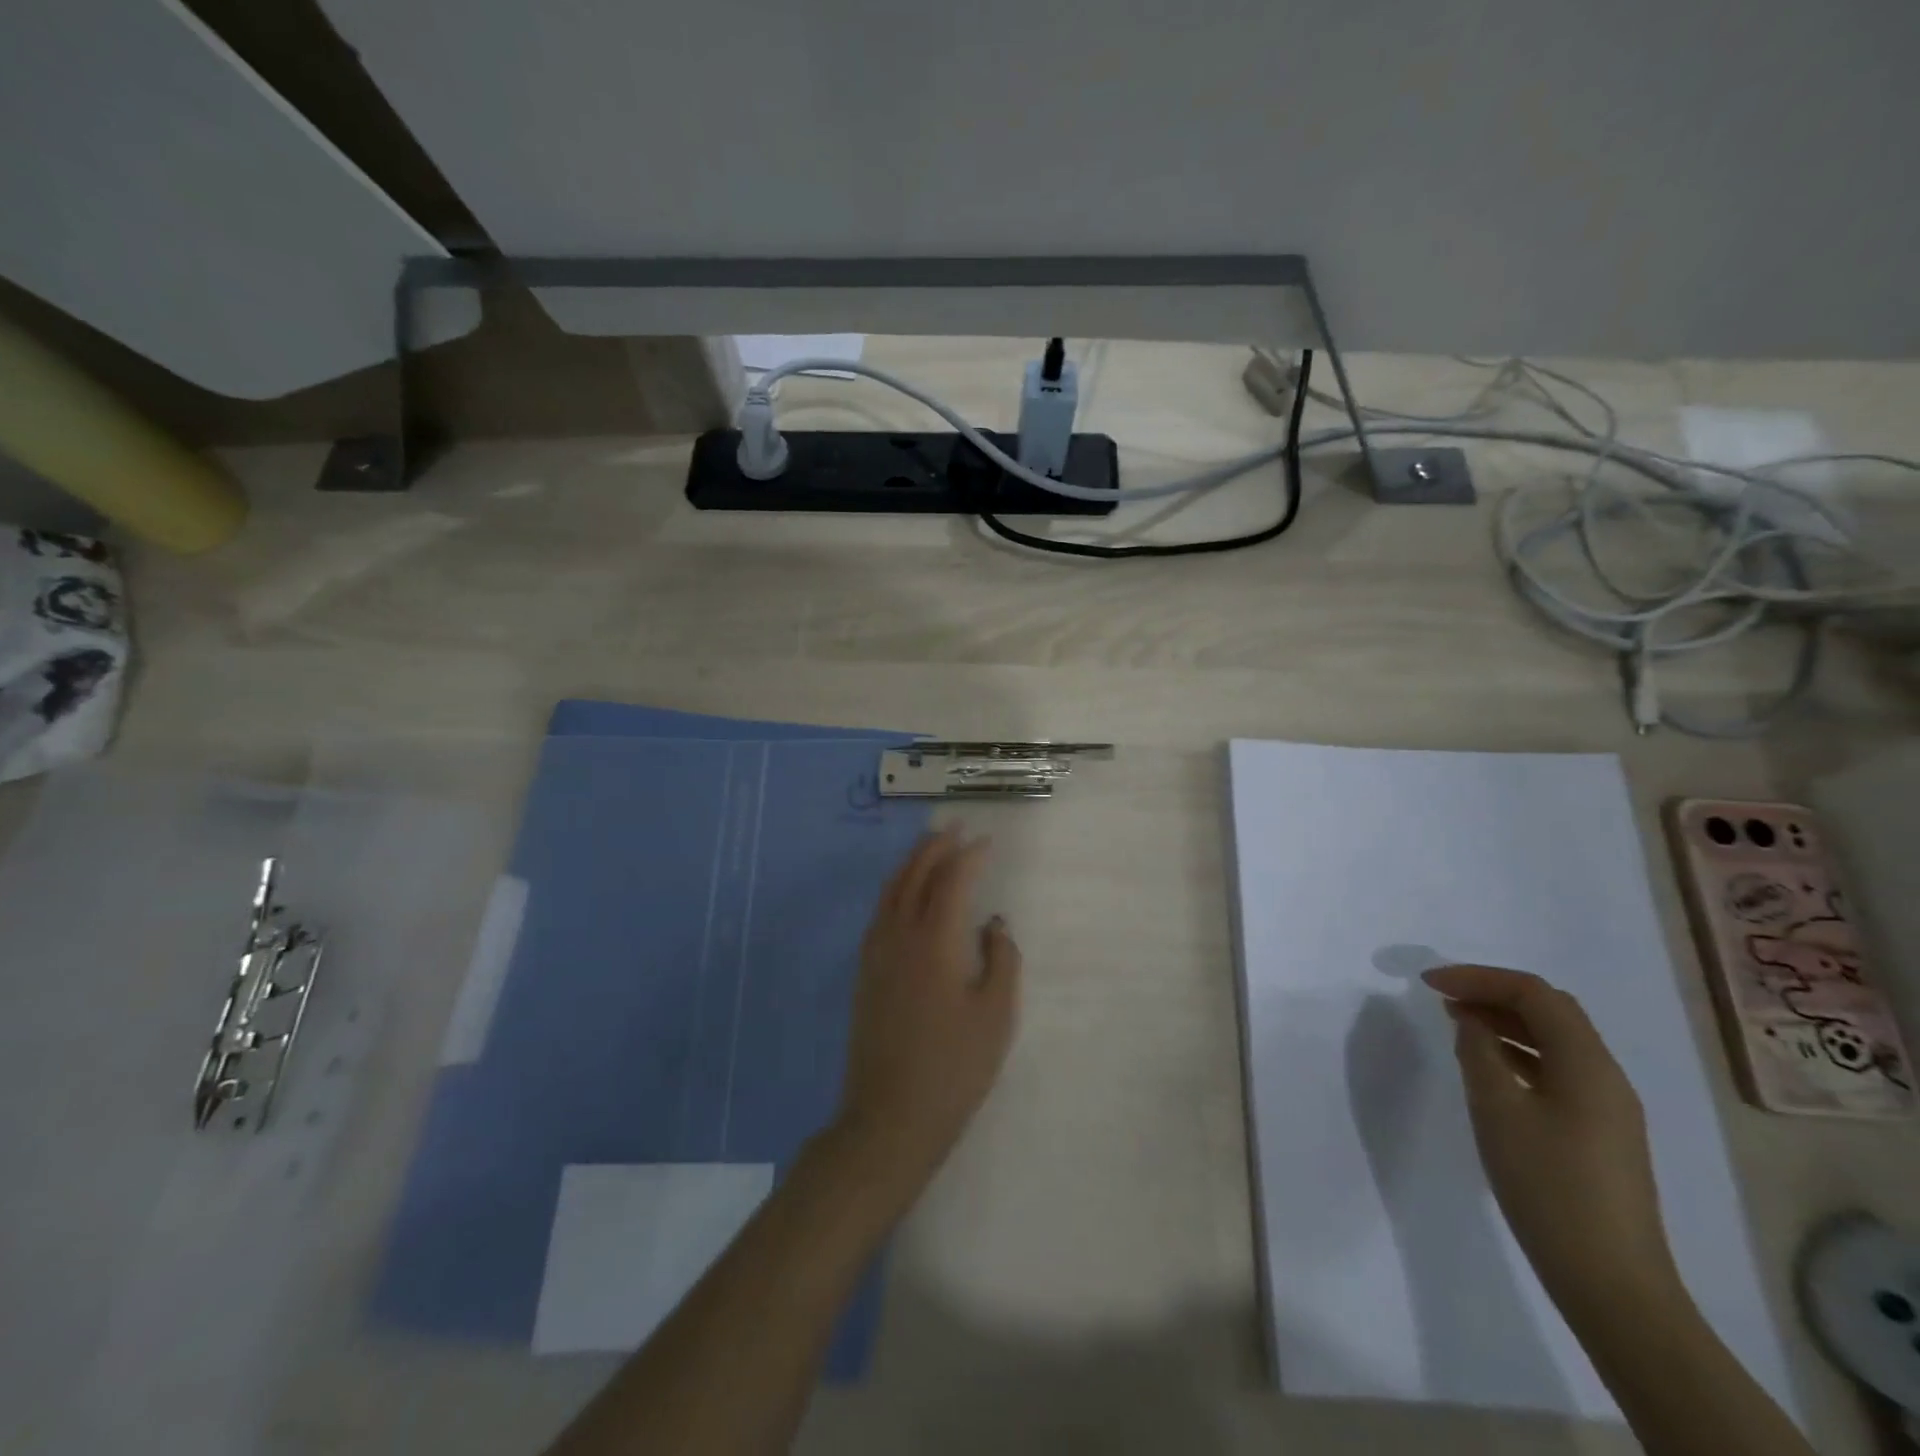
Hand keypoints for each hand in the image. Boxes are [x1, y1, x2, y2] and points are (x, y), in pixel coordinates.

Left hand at [832, 829, 1020, 1194]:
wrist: (890, 1117)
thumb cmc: (954, 1067)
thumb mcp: (997, 1015)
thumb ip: (1002, 960)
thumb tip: (994, 924)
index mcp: (935, 940)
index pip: (951, 880)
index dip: (970, 856)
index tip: (987, 842)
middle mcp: (899, 935)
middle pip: (915, 875)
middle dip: (935, 846)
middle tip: (955, 827)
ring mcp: (876, 953)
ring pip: (891, 890)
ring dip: (912, 862)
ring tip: (930, 847)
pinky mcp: (865, 972)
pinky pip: (880, 912)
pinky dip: (896, 888)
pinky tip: (906, 894)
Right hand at [1423, 964, 1684, 1323]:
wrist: (1611, 1281)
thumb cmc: (1548, 1185)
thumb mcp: (1497, 1110)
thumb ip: (1479, 1053)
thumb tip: (1470, 1020)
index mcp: (1588, 1064)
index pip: (1533, 994)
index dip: (1479, 978)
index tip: (1429, 983)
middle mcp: (1606, 1076)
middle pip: (1550, 1010)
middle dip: (1494, 993)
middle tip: (1443, 998)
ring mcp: (1608, 1107)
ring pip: (1554, 1040)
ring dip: (1505, 1022)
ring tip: (1457, 1025)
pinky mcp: (1599, 1132)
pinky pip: (1557, 1069)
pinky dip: (1518, 1053)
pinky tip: (1488, 1067)